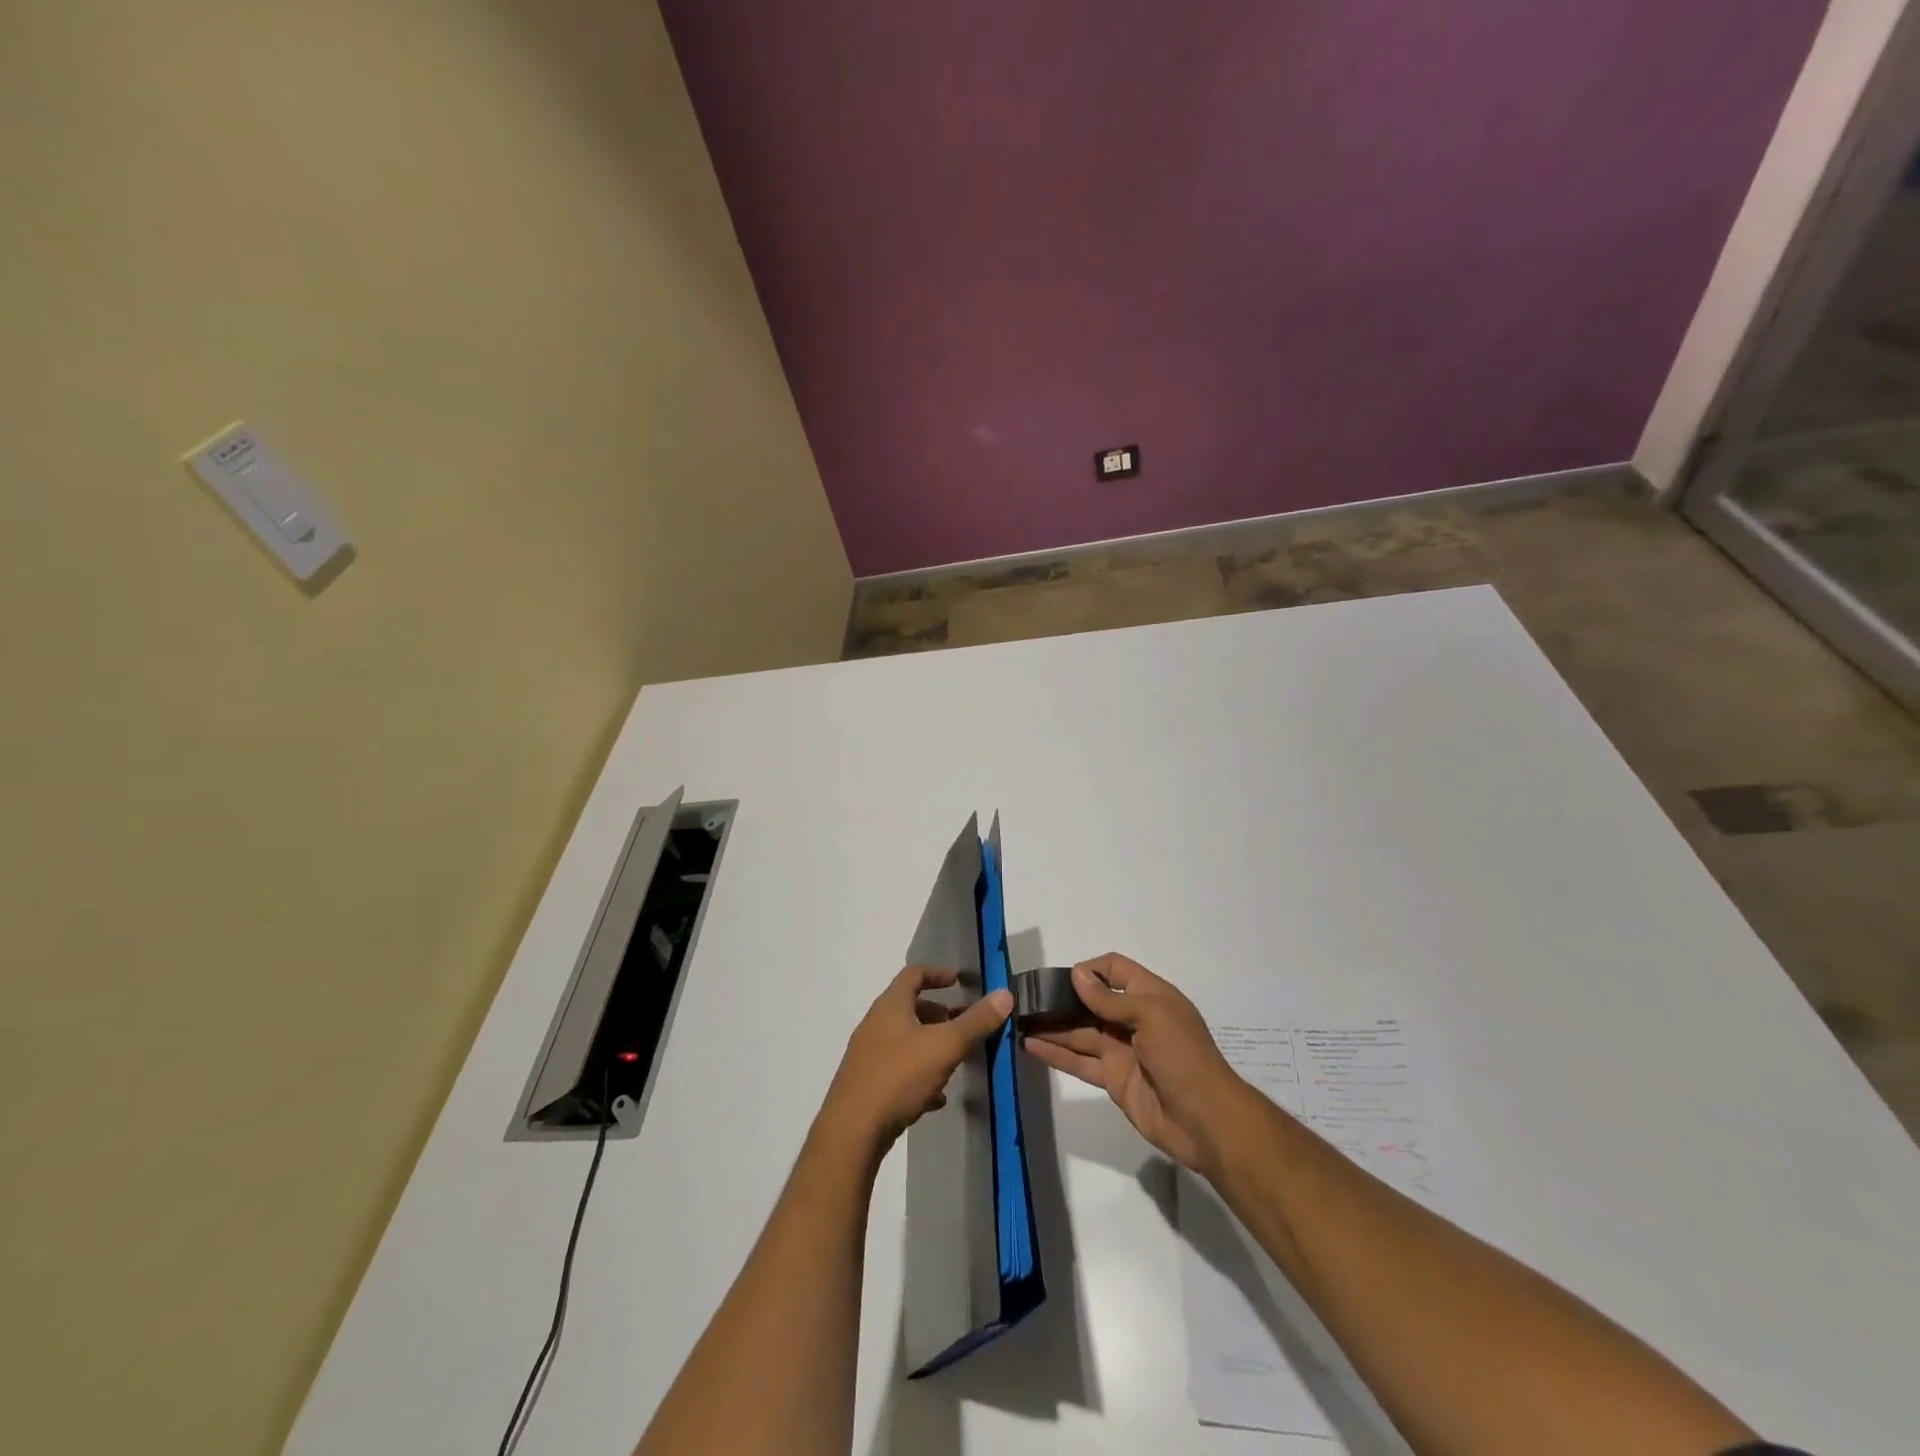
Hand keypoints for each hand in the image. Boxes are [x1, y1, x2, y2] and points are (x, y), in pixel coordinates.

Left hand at [819, 965, 1013, 1154]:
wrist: (852, 1132)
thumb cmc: (898, 1077)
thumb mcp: (945, 1046)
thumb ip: (976, 1021)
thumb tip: (1004, 994)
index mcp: (890, 1006)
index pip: (913, 974)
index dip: (937, 973)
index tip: (959, 980)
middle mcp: (875, 1025)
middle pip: (909, 1008)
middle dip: (938, 1012)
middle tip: (962, 1023)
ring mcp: (868, 1056)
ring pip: (904, 1040)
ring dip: (930, 1044)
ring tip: (955, 1058)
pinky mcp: (867, 1085)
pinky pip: (898, 1071)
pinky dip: (919, 1074)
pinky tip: (937, 1096)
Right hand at [1023, 953, 1247, 1175]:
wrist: (1206, 1121)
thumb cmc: (1183, 1056)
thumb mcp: (1151, 1016)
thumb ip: (1110, 999)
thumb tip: (1077, 974)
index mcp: (1149, 996)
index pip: (1115, 969)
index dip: (1090, 969)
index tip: (1063, 977)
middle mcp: (1132, 1019)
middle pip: (1091, 1001)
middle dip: (1062, 997)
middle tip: (1027, 997)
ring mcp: (1121, 1050)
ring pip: (1079, 1031)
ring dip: (1052, 1025)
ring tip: (1018, 1019)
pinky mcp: (1112, 1079)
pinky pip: (1079, 1061)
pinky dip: (1055, 1053)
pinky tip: (1029, 1046)